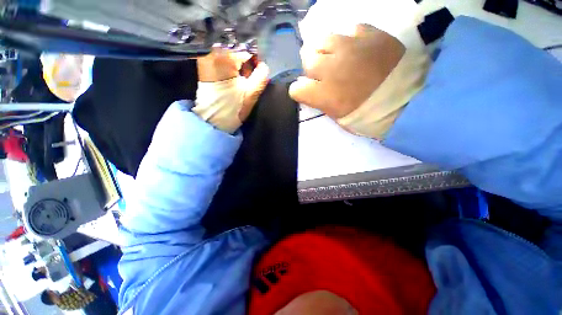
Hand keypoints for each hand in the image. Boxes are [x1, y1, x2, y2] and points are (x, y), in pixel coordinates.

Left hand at [193, 49, 268, 132]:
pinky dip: (229, 72)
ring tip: (238, 85)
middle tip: (246, 83)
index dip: (255, 65)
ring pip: (229, 60)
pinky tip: (231, 84)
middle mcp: (212, 54)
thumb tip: (264, 66)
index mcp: (224, 58)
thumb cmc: (234, 107)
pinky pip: (220, 65)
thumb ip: (261, 76)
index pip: (246, 53)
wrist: (213, 120)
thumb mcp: (252, 93)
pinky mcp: (203, 69)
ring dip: (237, 70)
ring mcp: (205, 61)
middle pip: (236, 54)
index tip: (255, 78)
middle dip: (245, 67)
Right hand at [289, 24, 404, 118]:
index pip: (296, 88)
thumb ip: (322, 102)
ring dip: (326, 50)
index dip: (301, 91)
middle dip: (311, 68)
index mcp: (323, 94)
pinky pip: (351, 29)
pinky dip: (351, 39)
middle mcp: (331, 68)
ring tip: (337, 57)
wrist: (408, 102)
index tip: (308, 92)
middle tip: (323, 73)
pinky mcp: (371, 34)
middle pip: (306, 58)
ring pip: (323, 38)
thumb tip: (314, 91)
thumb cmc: (369, 116)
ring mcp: (350, 47)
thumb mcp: (339, 118)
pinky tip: (358, 49)